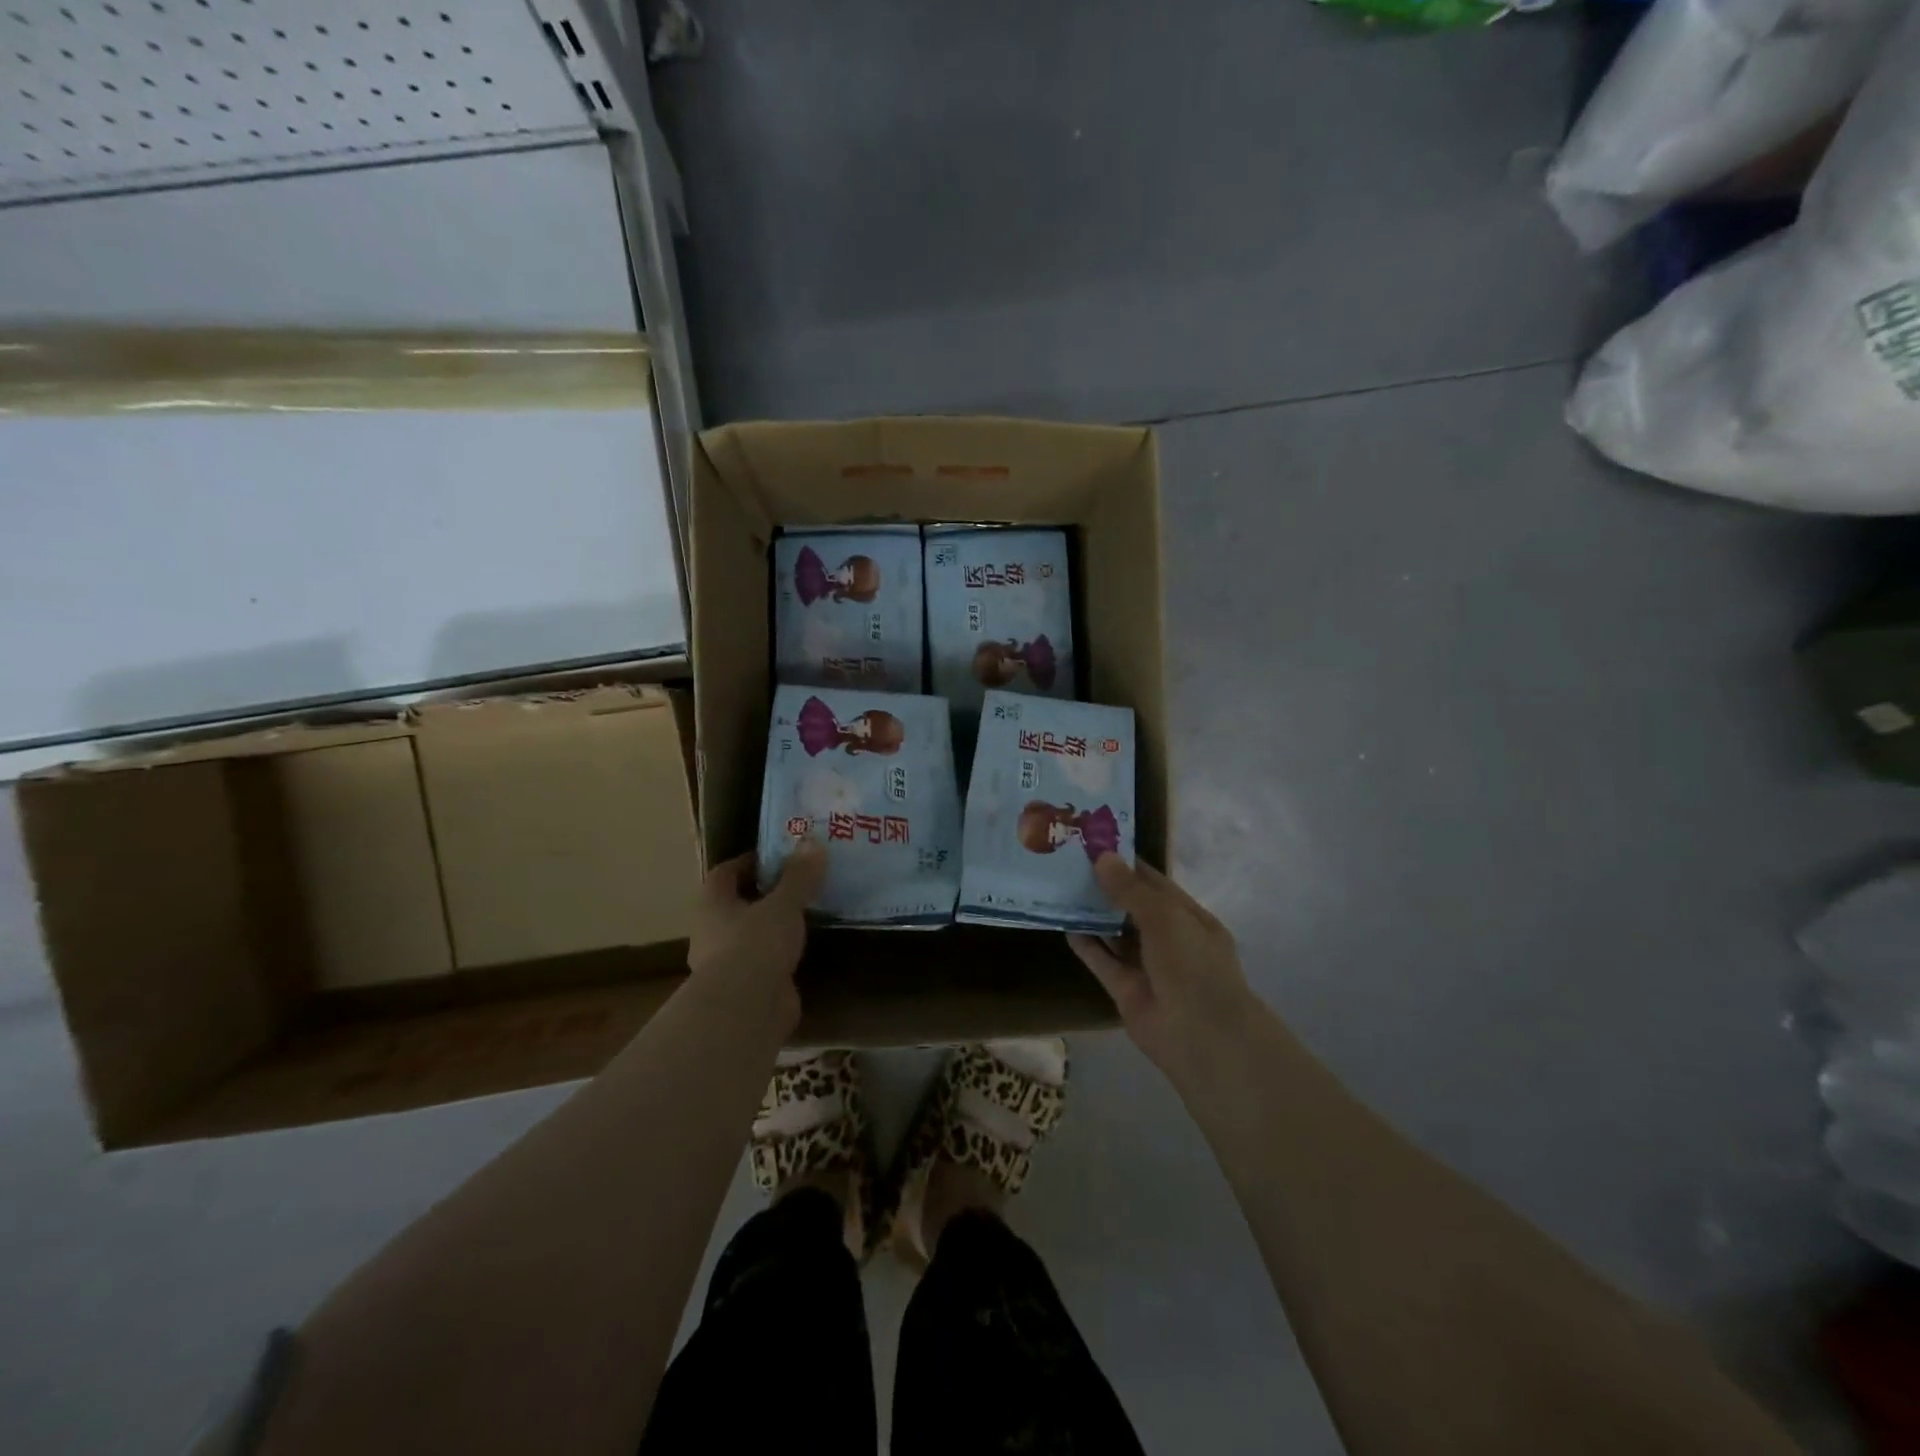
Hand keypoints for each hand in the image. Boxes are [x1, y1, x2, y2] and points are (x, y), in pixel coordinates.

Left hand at [688, 845, 825, 1029]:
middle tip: (798, 884)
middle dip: (764, 895)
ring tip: (806, 915)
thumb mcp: (784, 904)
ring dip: (771, 927)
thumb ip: (799, 876)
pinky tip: (805, 949)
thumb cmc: (756, 943)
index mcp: (712, 905)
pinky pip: (763, 963)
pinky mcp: (744, 990)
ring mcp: (726, 964)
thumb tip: (812, 842)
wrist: (746, 1009)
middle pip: (736, 905)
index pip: (724, 873)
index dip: (748, 862)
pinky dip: (780, 955)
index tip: (777, 857)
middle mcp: (711, 932)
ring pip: (749, 936)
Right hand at [1069, 856, 1254, 1073]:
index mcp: (1189, 918)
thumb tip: (1102, 857)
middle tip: (1069, 863)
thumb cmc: (1192, 965)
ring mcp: (1147, 966)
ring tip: (1062, 888)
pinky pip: (1103, 962)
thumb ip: (1130, 890)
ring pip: (1116, 935)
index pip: (1155, 883)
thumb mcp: (1165, 917)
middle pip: (1133, 907)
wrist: (1201, 1035)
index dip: (1127, 864)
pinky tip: (1065, 926)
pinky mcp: (1126, 990)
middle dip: (1106, 887)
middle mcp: (1169, 939)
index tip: (1095, 844)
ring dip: (1094, 915)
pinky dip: (1086, 946)